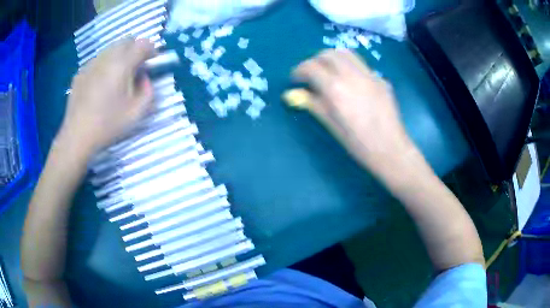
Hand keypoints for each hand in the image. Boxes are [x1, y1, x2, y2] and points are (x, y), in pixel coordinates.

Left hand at [57, 38, 154, 159]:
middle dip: (135, 49)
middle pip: (126, 41)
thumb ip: (148, 91)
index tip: (152, 63)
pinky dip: (105, 64)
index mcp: (122, 64)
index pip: (143, 43)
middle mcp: (106, 57)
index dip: (152, 50)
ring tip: (117, 77)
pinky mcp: (81, 72)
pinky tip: (101, 84)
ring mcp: (91, 63)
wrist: (77, 136)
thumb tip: (144, 79)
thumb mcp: (136, 113)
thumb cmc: (107, 125)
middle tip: (136, 68)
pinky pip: (98, 60)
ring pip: (111, 48)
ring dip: (120, 56)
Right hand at [288, 49, 414, 172]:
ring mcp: (369, 74)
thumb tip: (295, 94)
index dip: (298, 71)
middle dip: (315, 60)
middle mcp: (351, 75)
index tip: (295, 80)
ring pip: (346, 53)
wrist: (390, 149)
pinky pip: (361, 65)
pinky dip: (349, 67)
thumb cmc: (358, 143)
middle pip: (328, 54)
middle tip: (311, 74)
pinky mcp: (380, 78)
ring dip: (333, 58)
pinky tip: (351, 83)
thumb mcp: (331, 124)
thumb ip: (313, 104)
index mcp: (335, 88)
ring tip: (329, 72)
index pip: (310, 67)